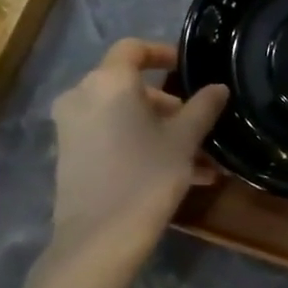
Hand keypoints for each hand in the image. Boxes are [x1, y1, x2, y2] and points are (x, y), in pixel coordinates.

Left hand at [48, 40, 227, 251]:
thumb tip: (218, 87)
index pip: (133, 48)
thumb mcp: (184, 140)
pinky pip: (111, 137)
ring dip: (159, 129)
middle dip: (167, 103)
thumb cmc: (146, 176)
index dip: (163, 53)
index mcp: (108, 82)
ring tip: (198, 159)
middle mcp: (82, 96)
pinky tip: (177, 174)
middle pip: (129, 86)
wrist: (98, 239)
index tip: (189, 68)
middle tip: (198, 122)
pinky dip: (139, 144)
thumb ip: (203, 107)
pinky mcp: (69, 156)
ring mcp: (71, 128)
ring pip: (122, 116)